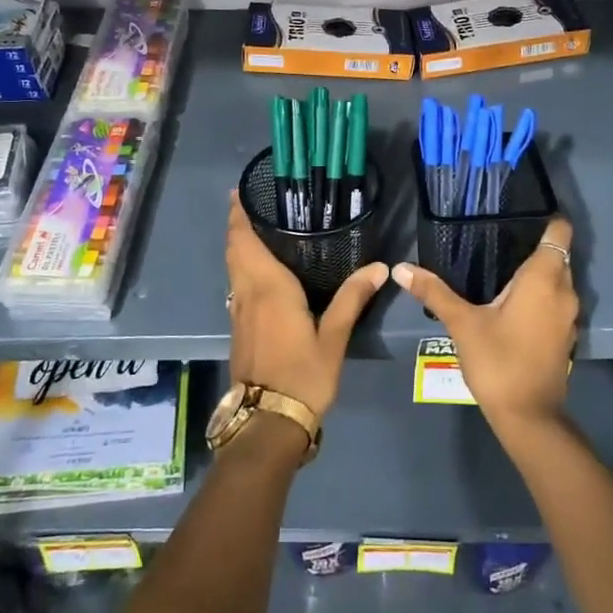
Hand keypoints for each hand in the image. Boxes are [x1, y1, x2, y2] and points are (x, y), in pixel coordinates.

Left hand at [225, 191, 386, 418]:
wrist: (268, 420)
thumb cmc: (303, 374)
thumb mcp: (333, 337)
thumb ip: (352, 299)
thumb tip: (378, 267)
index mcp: (268, 287)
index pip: (245, 241)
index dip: (238, 216)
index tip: (238, 192)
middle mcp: (247, 293)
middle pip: (234, 251)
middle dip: (237, 226)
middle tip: (252, 205)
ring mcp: (238, 311)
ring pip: (233, 268)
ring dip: (238, 246)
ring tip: (257, 230)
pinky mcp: (239, 327)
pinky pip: (237, 284)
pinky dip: (242, 267)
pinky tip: (261, 272)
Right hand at [391, 218, 576, 432]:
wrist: (528, 416)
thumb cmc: (498, 361)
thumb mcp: (461, 323)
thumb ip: (434, 292)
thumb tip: (401, 268)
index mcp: (543, 278)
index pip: (559, 232)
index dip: (545, 219)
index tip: (520, 215)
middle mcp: (564, 291)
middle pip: (558, 255)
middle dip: (535, 245)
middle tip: (498, 240)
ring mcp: (569, 316)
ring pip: (559, 280)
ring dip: (538, 274)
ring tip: (501, 268)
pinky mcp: (565, 336)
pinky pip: (556, 302)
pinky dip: (541, 296)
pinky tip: (511, 303)